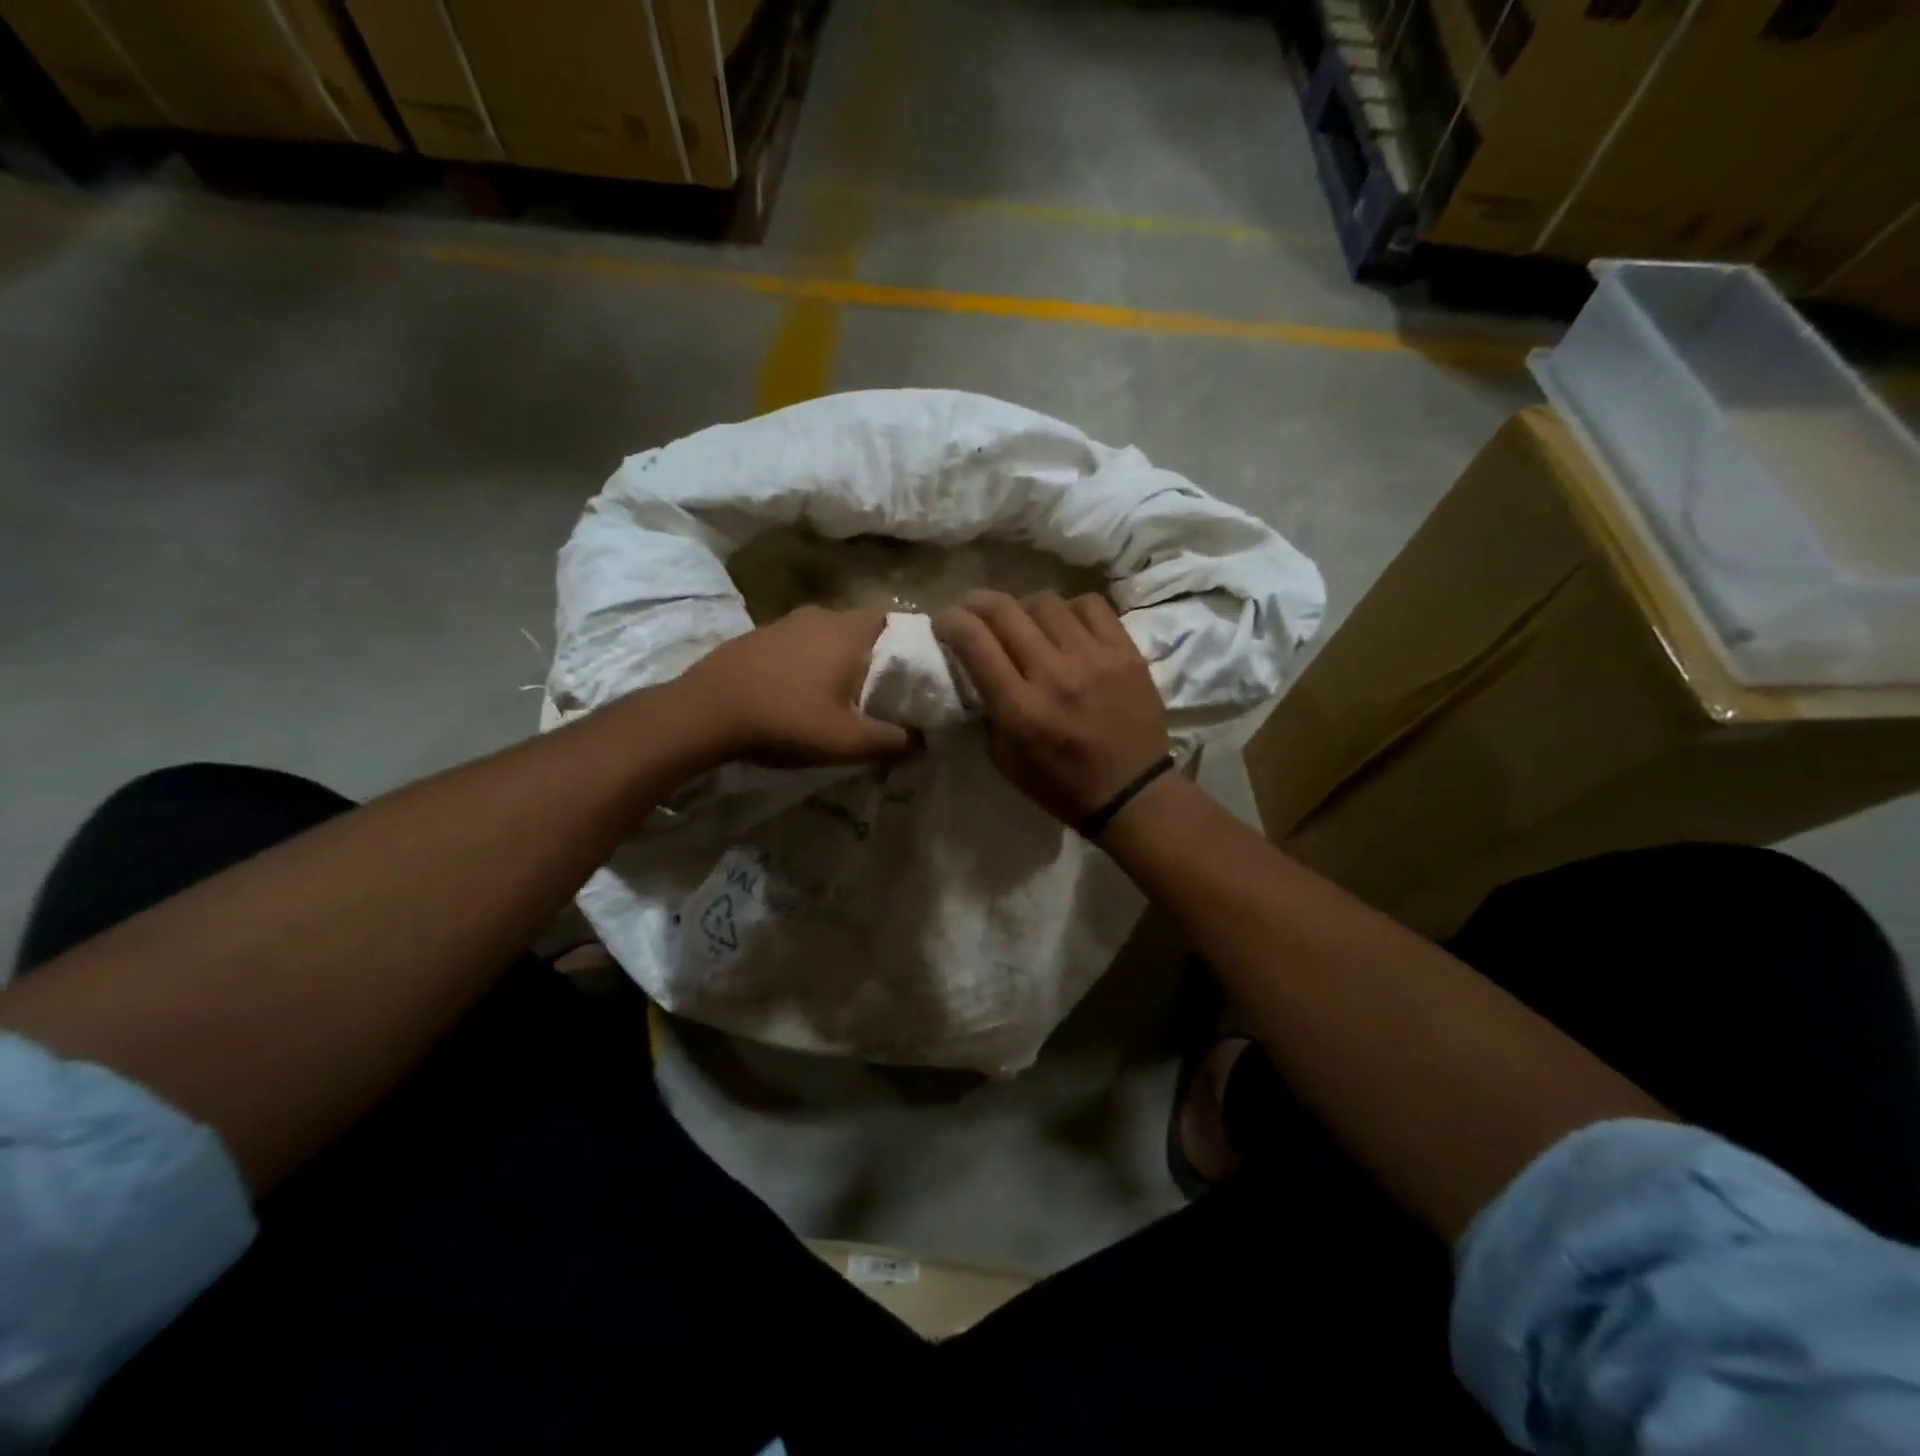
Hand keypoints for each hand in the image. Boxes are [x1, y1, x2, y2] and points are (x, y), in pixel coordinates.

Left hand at [677, 606, 913, 767]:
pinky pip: (802, 643)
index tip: (920, 675)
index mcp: (848, 632)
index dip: (914, 646)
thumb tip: (922, 742)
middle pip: (865, 628)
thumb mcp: (846, 742)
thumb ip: (891, 742)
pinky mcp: (760, 636)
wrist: (703, 712)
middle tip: (887, 691)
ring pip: (831, 635)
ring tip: (847, 694)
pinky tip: (804, 691)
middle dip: (879, 656)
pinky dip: (813, 661)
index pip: (898, 623)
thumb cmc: (785, 720)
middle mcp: (821, 616)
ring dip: (843, 658)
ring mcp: (785, 622)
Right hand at [934, 590, 1168, 825]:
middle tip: (972, 610)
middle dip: (976, 603)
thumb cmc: (1061, 785)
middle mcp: (1054, 675)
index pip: (975, 642)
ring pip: (1045, 602)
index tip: (945, 622)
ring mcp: (1094, 658)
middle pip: (1004, 611)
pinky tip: (1066, 625)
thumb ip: (989, 711)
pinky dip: (1069, 609)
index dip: (951, 622)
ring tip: (1025, 622)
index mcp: (1020, 708)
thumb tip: (976, 669)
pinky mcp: (1126, 652)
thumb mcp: (1005, 760)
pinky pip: (1090, 605)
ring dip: (1024, 607)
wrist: (1132, 793)